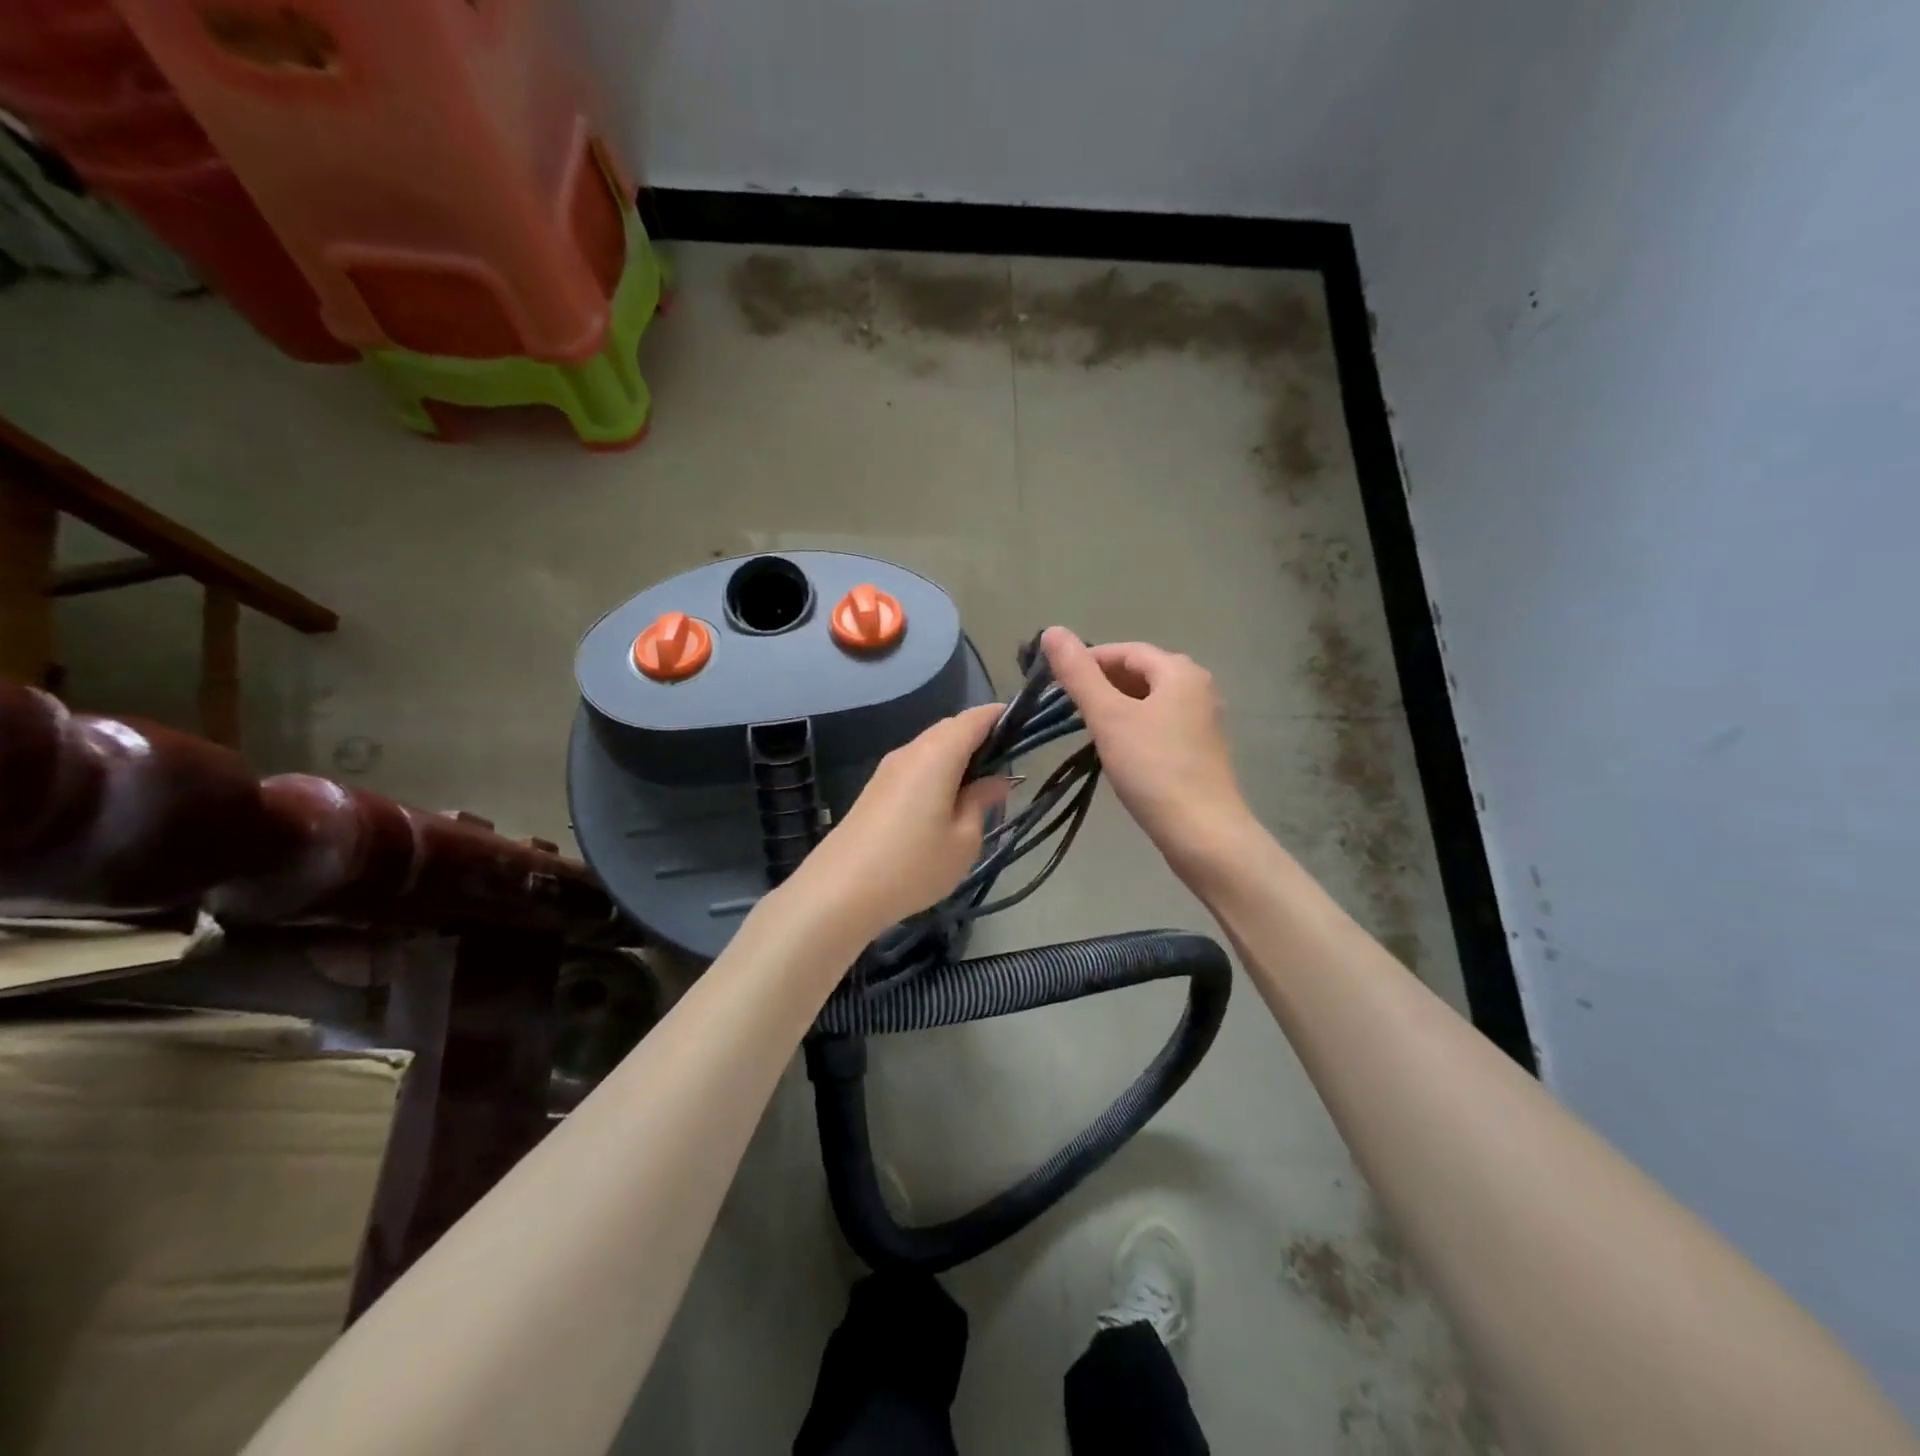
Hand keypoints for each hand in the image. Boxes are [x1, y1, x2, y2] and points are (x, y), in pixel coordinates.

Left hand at [781, 704, 1008, 943]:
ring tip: (981, 789)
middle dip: (981, 739)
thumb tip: (995, 780)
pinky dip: (938, 773)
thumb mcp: (963, 840)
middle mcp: (911, 751)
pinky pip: (915, 767)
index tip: (1025, 729)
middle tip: (1007, 767)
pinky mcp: (876, 789)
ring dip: (958, 758)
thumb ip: (981, 802)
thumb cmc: (913, 865)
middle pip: (951, 730)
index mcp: (937, 754)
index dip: (1001, 717)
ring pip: (931, 748)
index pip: (974, 718)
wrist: (840, 891)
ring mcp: (888, 769)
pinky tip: (947, 803)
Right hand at [1042, 627, 1251, 872]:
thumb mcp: (1108, 716)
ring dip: (1117, 708)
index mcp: (1179, 671)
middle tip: (1069, 708)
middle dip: (1102, 684)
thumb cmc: (1153, 768)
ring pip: (1149, 701)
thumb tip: (1051, 630)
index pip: (1126, 651)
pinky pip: (1160, 724)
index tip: (1057, 684)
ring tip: (1088, 729)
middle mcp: (1197, 687)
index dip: (1089, 661)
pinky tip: (1117, 751)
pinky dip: (1134, 728)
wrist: (1202, 832)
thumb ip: (1078, 674)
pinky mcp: (1200, 750)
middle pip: (1140, 673)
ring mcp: (1202, 720)